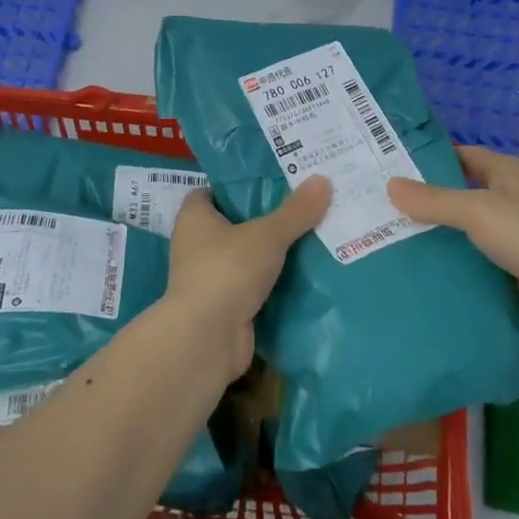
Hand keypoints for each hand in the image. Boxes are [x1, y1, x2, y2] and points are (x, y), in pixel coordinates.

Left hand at [163, 177, 330, 380]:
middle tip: (306, 205)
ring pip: (248, 256)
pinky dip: (276, 282)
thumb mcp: (267, 235)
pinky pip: (256, 285)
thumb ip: (295, 211)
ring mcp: (211, 277)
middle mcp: (197, 244)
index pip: (216, 191)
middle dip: (268, 218)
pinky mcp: (226, 305)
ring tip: (316, 235)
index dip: (242, 185)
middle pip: (237, 223)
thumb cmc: (227, 270)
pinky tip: (308, 273)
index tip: (276, 180)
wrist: (207, 338)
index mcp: (195, 216)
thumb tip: (323, 180)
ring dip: (274, 252)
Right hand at [388, 146, 518, 336]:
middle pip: (461, 193)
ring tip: (391, 237)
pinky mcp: (512, 269)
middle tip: (383, 204)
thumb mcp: (477, 210)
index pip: (463, 156)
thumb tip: (391, 185)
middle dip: (428, 200)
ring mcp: (513, 236)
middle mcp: (510, 199)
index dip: (432, 158)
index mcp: (506, 173)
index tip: (394, 165)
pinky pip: (474, 260)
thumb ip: (434, 200)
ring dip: (438, 234)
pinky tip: (422, 268)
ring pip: (466, 230)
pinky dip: (452, 263)